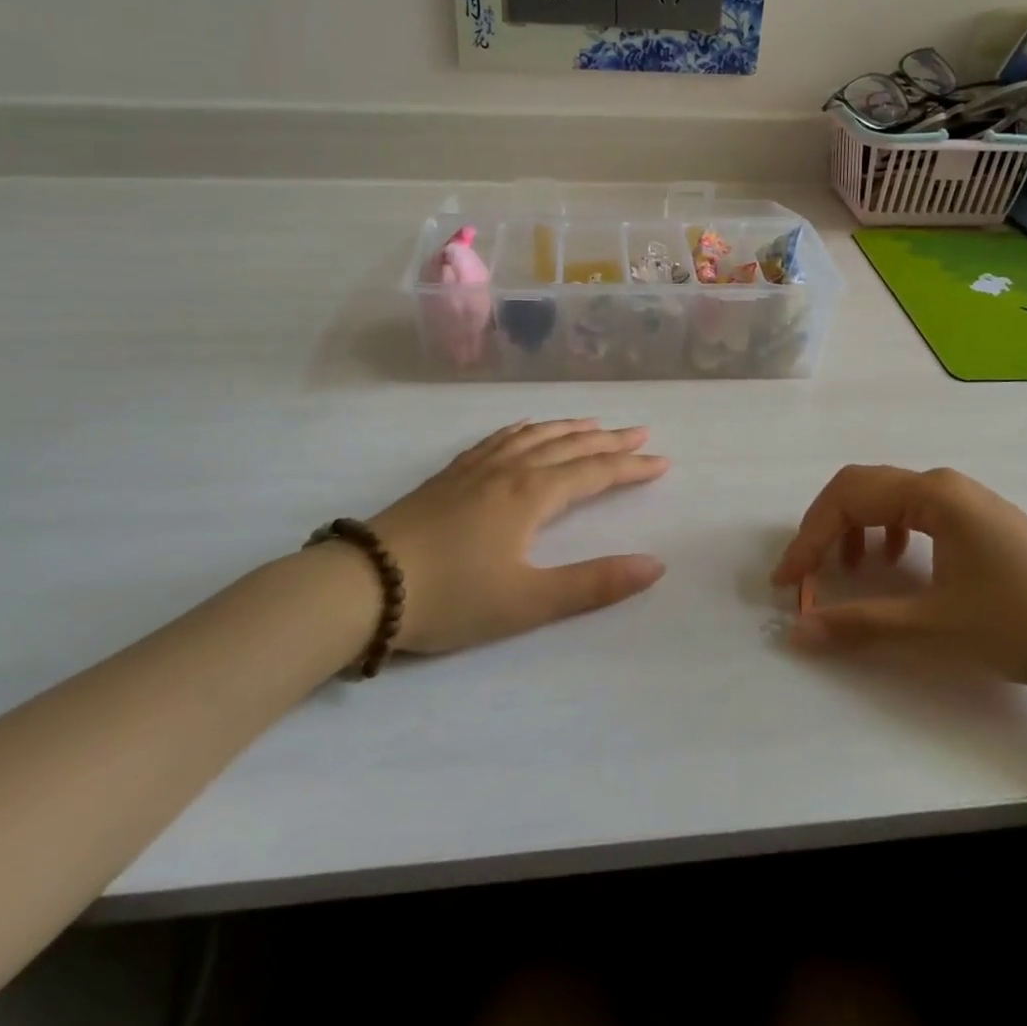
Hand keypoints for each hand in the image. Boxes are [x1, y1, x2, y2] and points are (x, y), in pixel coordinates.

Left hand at [368, 419, 670, 653]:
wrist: (365, 584)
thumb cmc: (452, 597)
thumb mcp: (528, 602)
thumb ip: (594, 584)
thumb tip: (655, 565)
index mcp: (533, 494)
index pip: (594, 471)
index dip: (630, 466)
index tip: (661, 461)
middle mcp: (511, 469)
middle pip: (569, 445)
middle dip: (608, 439)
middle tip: (640, 431)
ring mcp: (477, 467)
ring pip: (535, 435)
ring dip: (570, 428)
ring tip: (593, 422)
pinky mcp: (451, 474)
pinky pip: (499, 438)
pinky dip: (524, 429)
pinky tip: (525, 428)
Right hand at [771, 465, 1026, 689]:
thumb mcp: (937, 627)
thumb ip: (862, 623)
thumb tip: (799, 630)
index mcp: (931, 494)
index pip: (847, 498)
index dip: (807, 539)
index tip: (786, 584)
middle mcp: (943, 484)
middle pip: (862, 488)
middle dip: (825, 528)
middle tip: (806, 575)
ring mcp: (965, 500)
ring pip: (888, 499)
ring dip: (854, 528)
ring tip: (846, 569)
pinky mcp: (980, 520)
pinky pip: (915, 513)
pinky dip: (887, 533)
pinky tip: (895, 563)